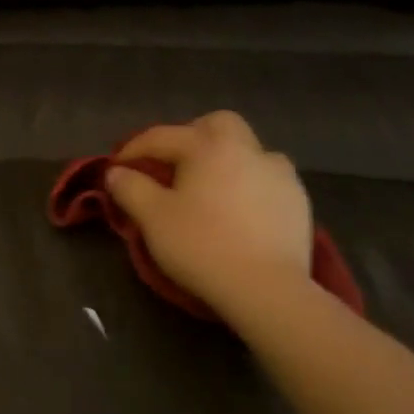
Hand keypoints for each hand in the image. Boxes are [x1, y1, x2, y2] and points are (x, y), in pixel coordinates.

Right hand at [106, 111, 314, 317]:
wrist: (266, 287)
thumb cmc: (201, 246)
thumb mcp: (153, 218)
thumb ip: (130, 188)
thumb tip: (116, 172)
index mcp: (208, 147)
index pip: (162, 137)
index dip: (133, 149)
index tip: (116, 168)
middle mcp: (247, 149)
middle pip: (216, 125)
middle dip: (190, 136)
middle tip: (171, 164)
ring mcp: (279, 173)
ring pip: (247, 150)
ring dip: (225, 159)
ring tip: (209, 188)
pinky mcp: (298, 200)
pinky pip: (266, 179)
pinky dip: (248, 184)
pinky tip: (239, 210)